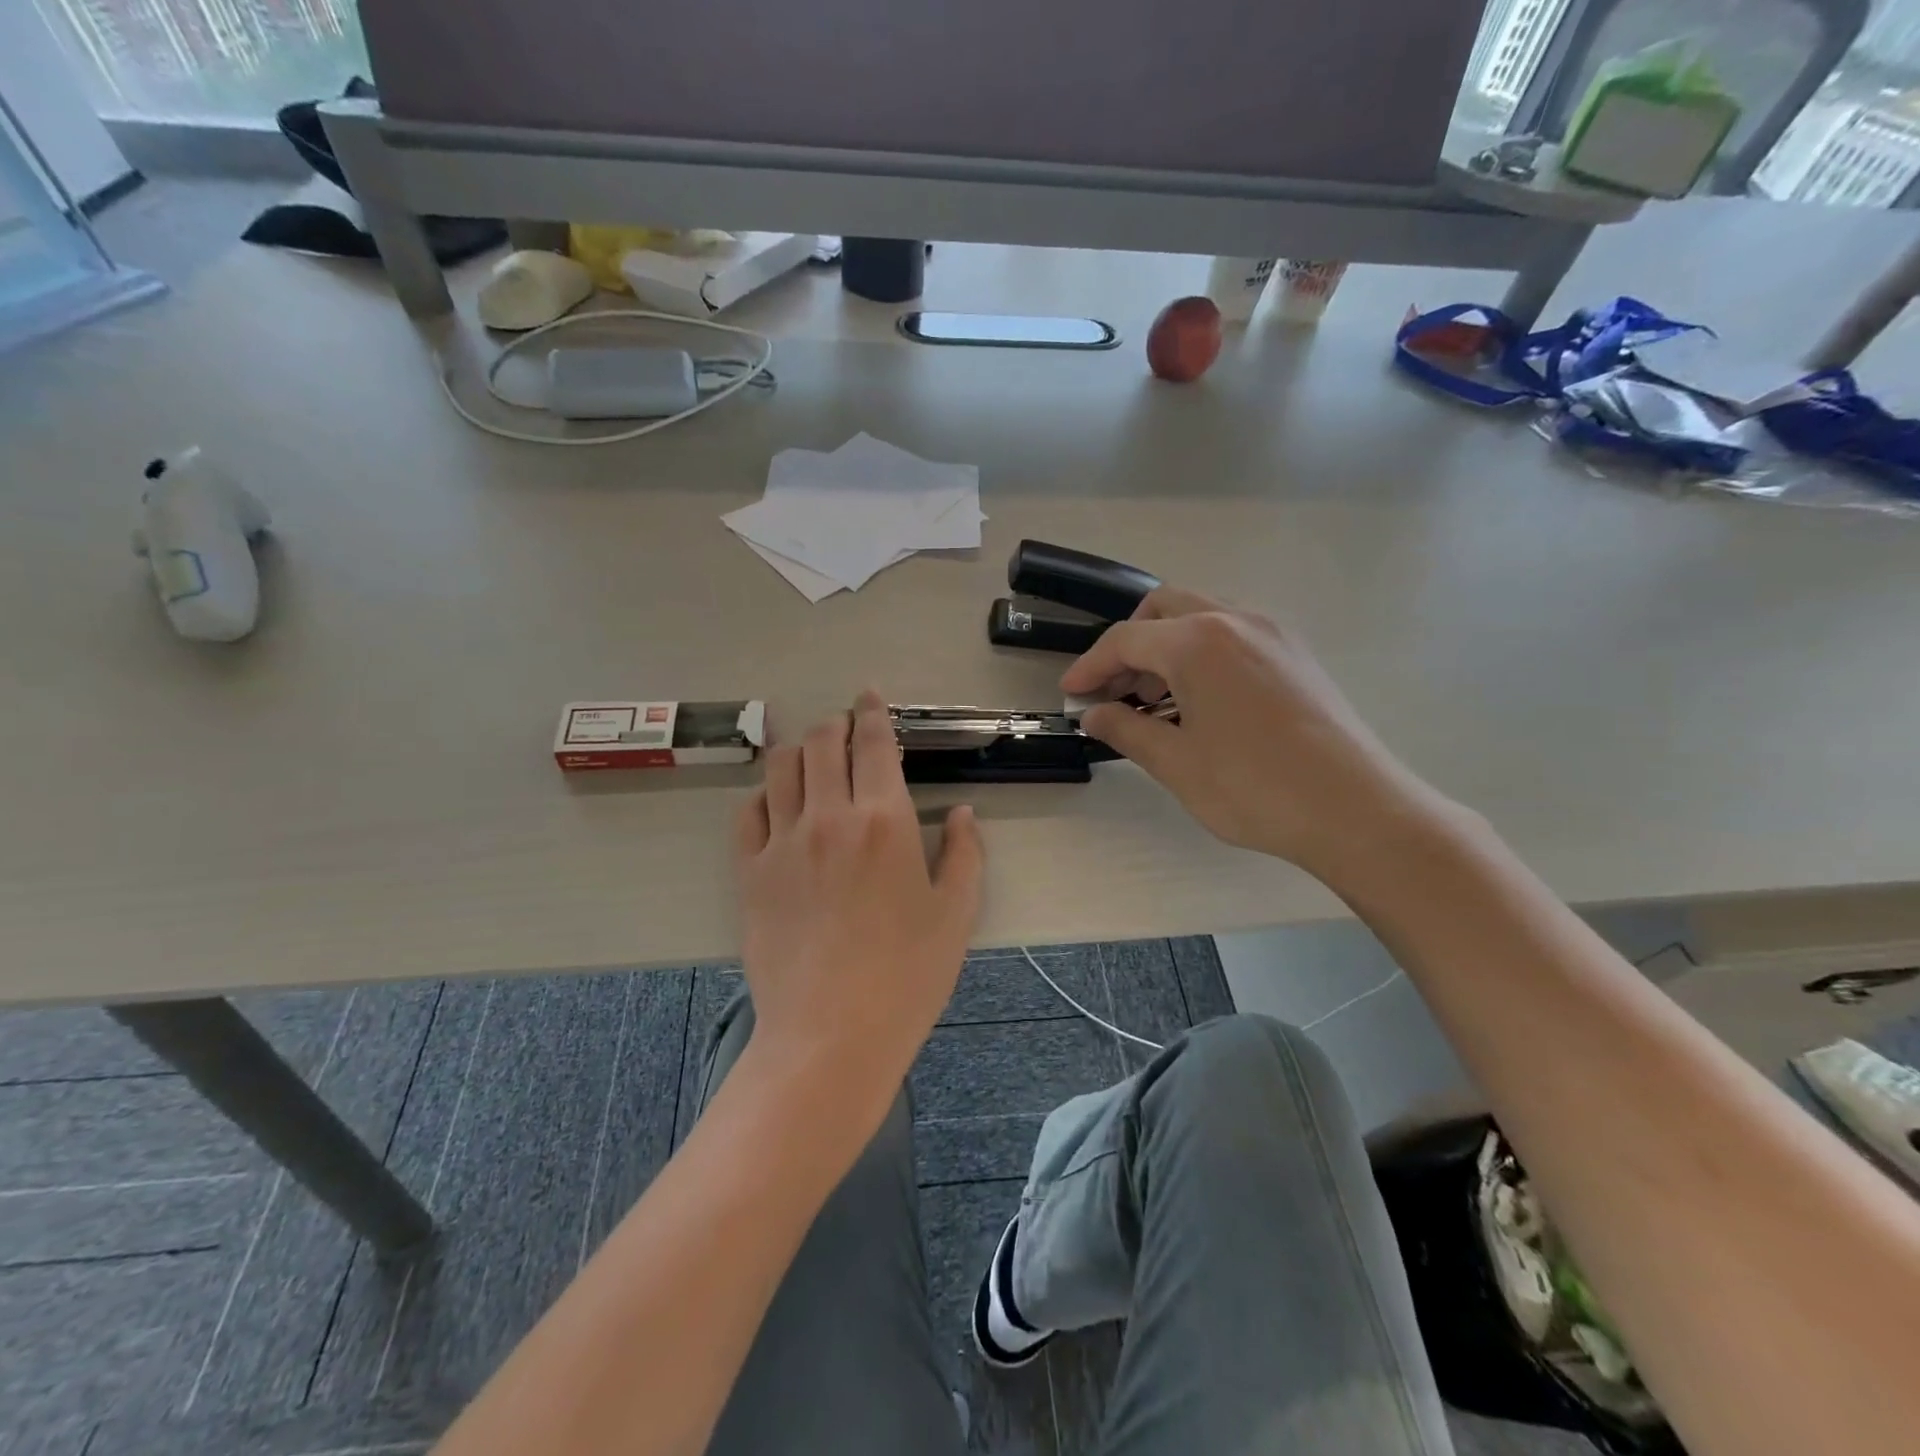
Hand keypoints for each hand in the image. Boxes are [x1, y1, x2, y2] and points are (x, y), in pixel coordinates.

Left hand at [734, 690, 983, 1106]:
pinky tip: (777, 802)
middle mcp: (829, 817)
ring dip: (797, 749)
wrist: (831, 1035)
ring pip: (780, 768)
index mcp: (885, 820)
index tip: (869, 696)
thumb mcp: (956, 914)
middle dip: (834, 723)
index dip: (872, 711)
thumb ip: (965, 854)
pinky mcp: (750, 872)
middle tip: (845, 727)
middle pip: (820, 743)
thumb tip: (964, 814)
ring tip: (810, 756)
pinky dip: (764, 794)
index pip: (873, 743)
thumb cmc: (907, 976)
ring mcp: (783, 843)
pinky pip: (749, 812)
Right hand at [1062, 588, 1439, 878]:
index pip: (1126, 639)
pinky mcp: (1295, 654)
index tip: (1070, 693)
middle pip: (1163, 609)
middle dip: (1128, 644)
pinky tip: (1197, 702)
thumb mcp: (1176, 763)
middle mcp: (1236, 621)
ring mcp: (1272, 633)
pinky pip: (1233, 635)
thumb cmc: (1255, 787)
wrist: (1356, 809)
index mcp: (1199, 641)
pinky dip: (1201, 654)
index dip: (1090, 665)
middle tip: (1112, 690)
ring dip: (1165, 648)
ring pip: (1201, 618)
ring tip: (1151, 701)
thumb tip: (1094, 715)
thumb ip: (1127, 730)